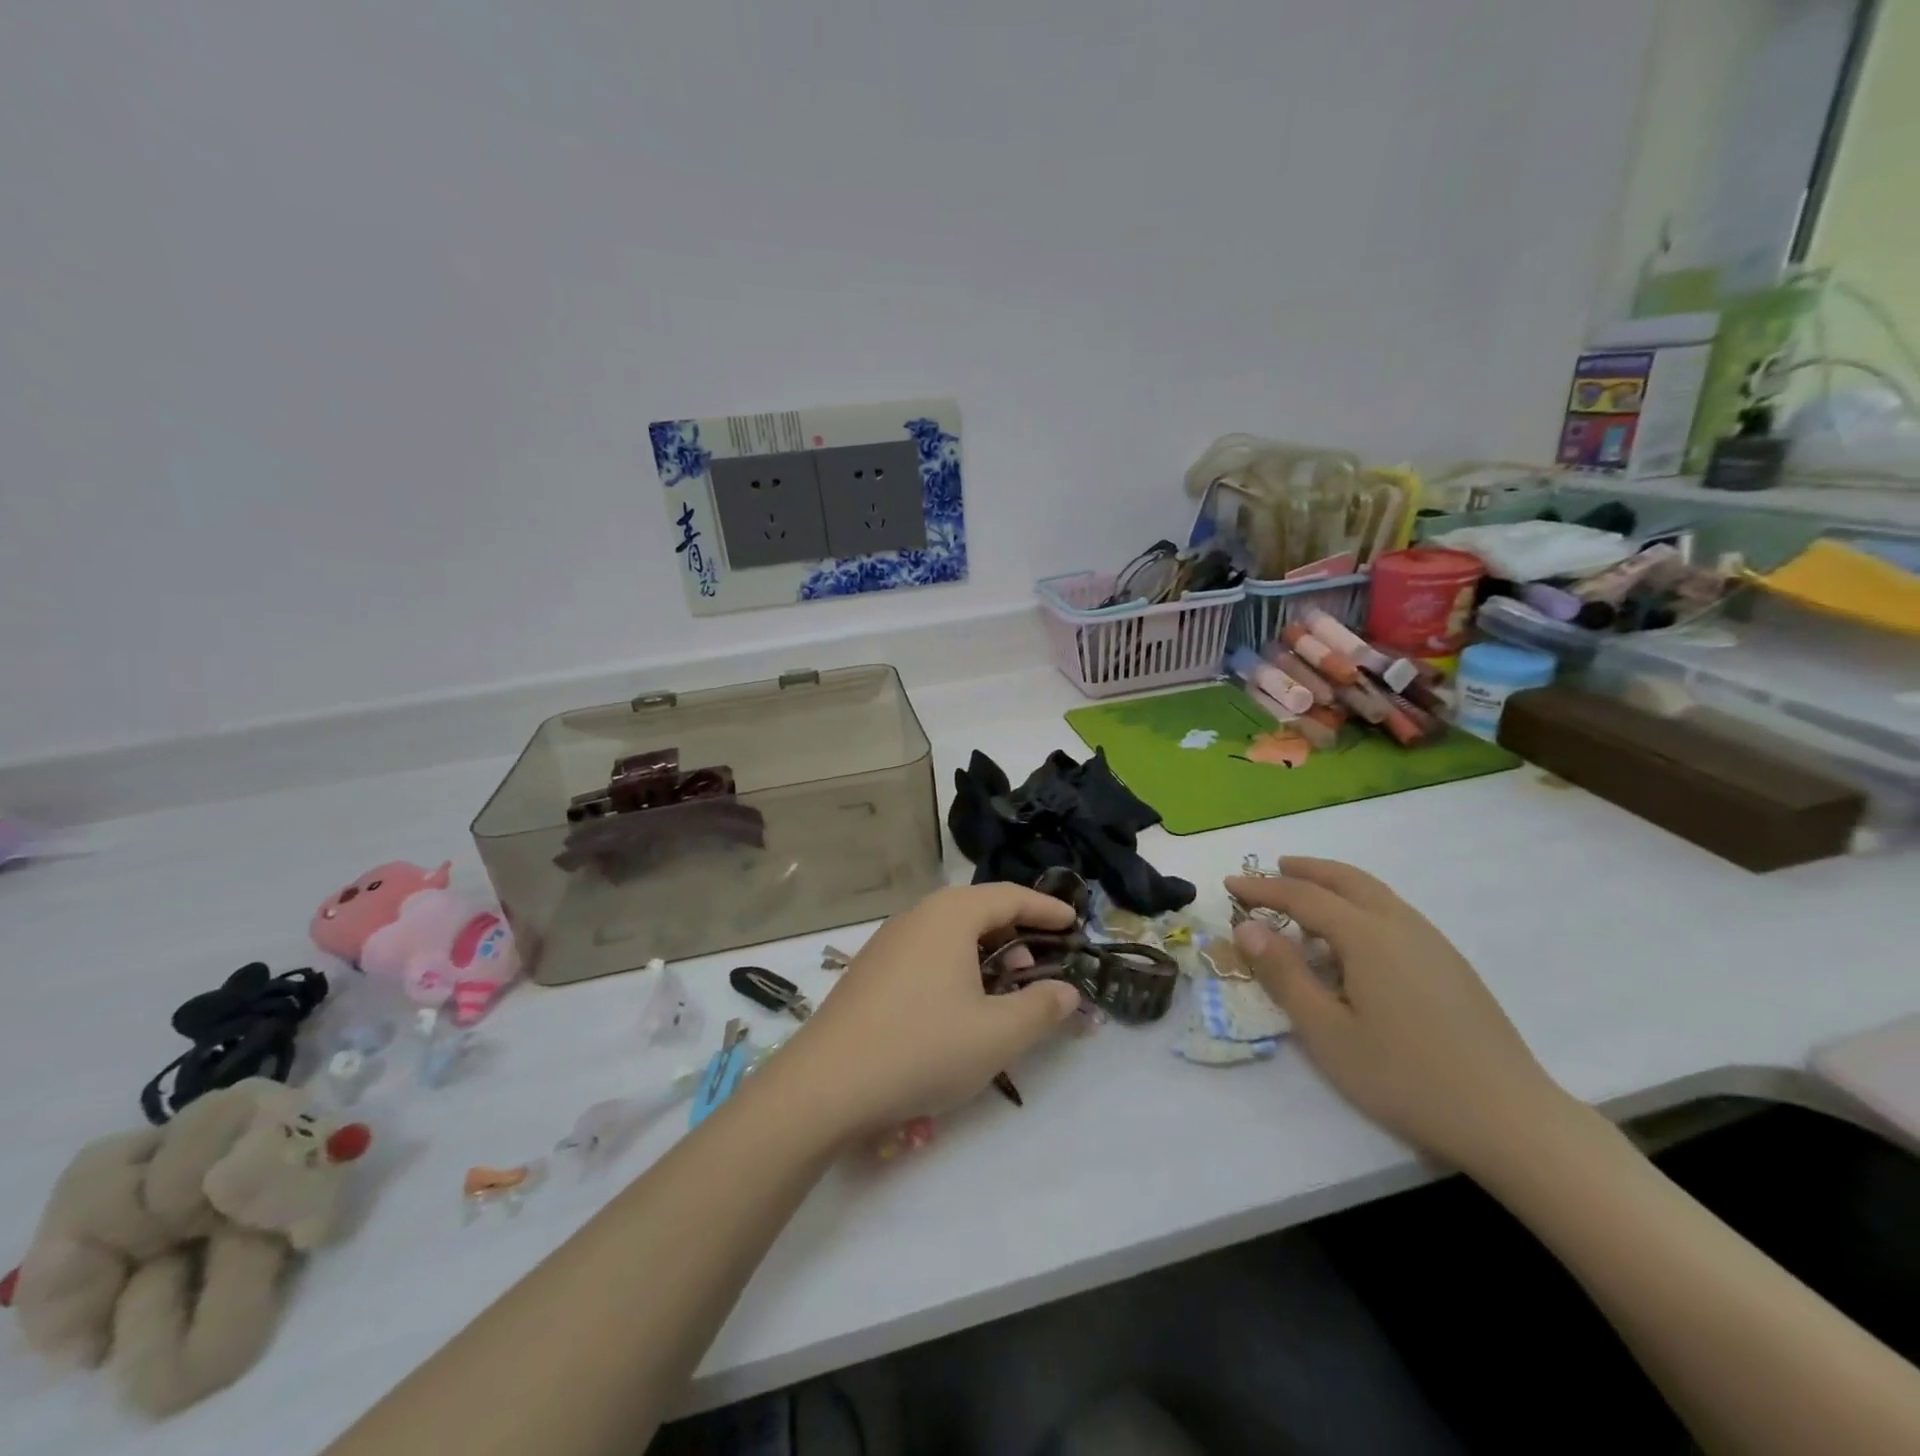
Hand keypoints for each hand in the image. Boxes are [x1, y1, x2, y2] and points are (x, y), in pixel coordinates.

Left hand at [771, 884, 1082, 1136]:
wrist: (827, 1084)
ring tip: (1000, 994)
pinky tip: (957, 1009)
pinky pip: (925, 953)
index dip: (1046, 908)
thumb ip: (1041, 1008)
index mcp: (950, 915)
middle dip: (1015, 934)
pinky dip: (954, 968)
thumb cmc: (923, 1047)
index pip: (1009, 896)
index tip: (1074, 922)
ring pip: (949, 934)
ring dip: (984, 954)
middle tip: (1038, 968)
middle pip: (977, 910)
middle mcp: (917, 916)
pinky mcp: (870, 970)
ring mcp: (887, 941)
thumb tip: (1067, 991)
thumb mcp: (997, 1034)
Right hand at [1227, 858, 1578, 1175]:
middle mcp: (1401, 925)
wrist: (1511, 1118)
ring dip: (1334, 886)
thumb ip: (1284, 974)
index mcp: (1368, 936)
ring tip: (1304, 901)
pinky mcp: (1451, 964)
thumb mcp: (1328, 1031)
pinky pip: (1393, 914)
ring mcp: (1432, 942)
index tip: (1230, 884)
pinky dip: (1359, 907)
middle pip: (1346, 879)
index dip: (1263, 888)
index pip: (1303, 896)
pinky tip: (1352, 942)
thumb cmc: (1405, 1077)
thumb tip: (1247, 927)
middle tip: (1270, 871)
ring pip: (1374, 894)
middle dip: (1304, 870)